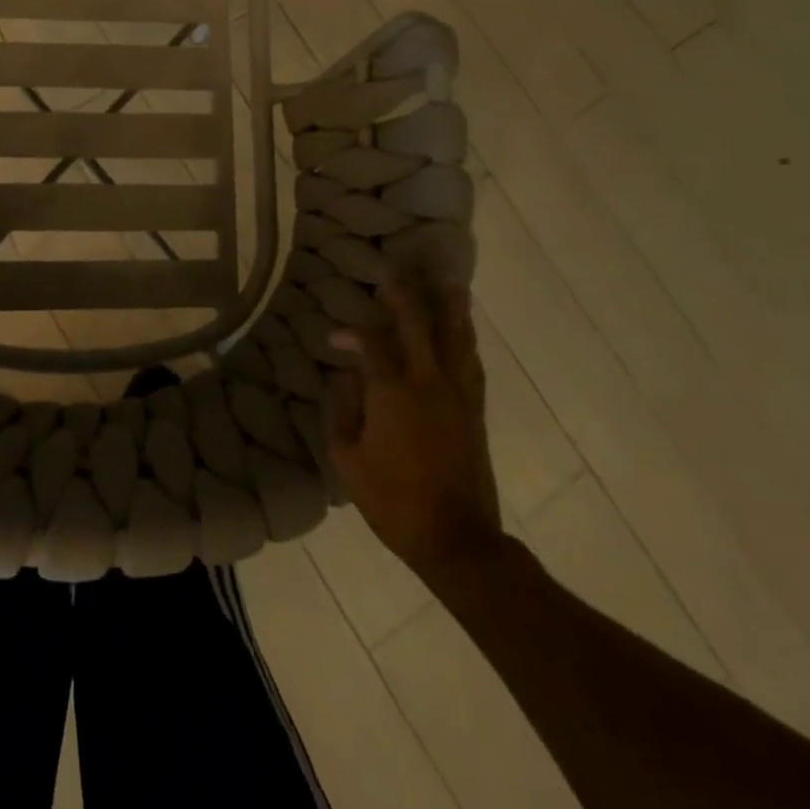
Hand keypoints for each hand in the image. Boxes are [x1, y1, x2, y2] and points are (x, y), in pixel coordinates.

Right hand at [326, 258, 502, 577]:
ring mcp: (458, 394)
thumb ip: (342, 410)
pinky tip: (464, 328)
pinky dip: (466, 337)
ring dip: (449, 306)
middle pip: (418, 323)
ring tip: (448, 280)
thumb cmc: (392, 500)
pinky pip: (472, 361)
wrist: (456, 539)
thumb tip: (346, 376)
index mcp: (391, 391)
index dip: (350, 332)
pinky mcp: (476, 409)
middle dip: (404, 294)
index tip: (333, 336)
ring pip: (456, 337)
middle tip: (396, 269)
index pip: (370, 342)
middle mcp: (428, 381)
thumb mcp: (347, 458)